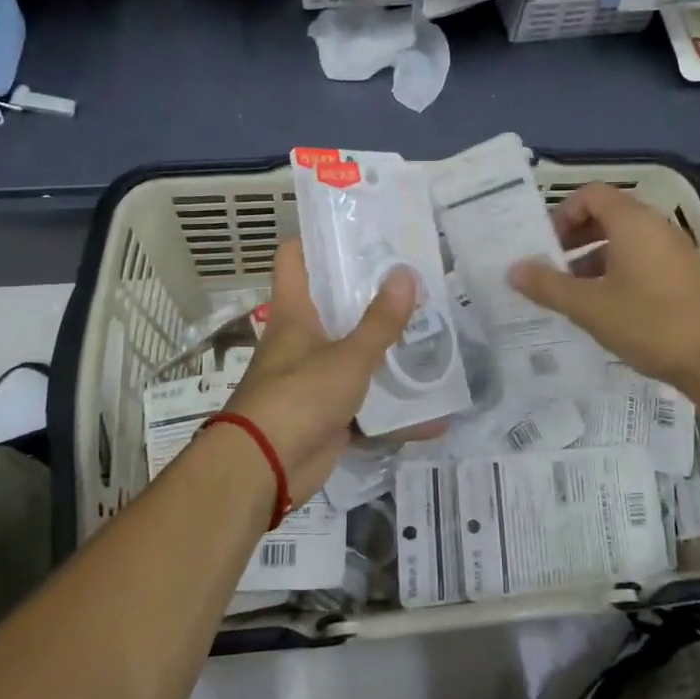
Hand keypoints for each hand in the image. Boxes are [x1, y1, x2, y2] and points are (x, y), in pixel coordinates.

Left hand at [220, 240, 418, 502]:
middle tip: (418, 281)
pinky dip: (397, 412)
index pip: (295, 257)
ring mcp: (314, 378)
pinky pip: (367, 405)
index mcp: (296, 312)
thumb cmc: (299, 397)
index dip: (319, 238)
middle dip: (374, 295)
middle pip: (336, 304)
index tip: (360, 229)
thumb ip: (380, 321)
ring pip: (356, 355)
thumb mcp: (348, 356)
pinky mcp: (328, 414)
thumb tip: (407, 273)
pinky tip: (435, 413)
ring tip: (434, 337)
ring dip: (390, 352)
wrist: (264, 469)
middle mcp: (302, 339)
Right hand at [508, 182, 699, 391]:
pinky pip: (645, 258)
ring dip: (595, 257)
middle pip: (608, 215)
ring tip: (575, 293)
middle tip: (553, 267)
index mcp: (632, 222)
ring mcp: (676, 250)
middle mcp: (657, 226)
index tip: (546, 246)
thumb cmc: (648, 323)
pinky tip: (608, 307)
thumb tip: (513, 269)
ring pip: (626, 240)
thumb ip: (547, 285)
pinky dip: (619, 270)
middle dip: (575, 237)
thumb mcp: (588, 306)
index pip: (591, 194)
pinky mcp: (688, 274)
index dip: (563, 214)